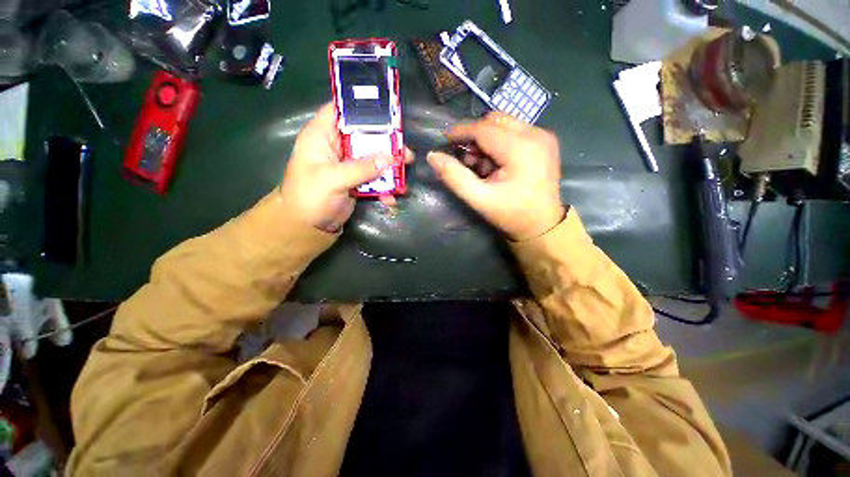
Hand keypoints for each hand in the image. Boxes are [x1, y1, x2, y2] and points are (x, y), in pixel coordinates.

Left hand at [280, 103, 413, 232]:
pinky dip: (384, 186)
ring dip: (389, 165)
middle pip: (364, 135)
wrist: (308, 227)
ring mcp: (348, 165)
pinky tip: (391, 197)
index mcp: (322, 136)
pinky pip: (374, 178)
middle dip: (385, 141)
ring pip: (372, 157)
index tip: (387, 109)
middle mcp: (336, 146)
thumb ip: (361, 168)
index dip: (361, 106)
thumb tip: (390, 159)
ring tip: (405, 169)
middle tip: (404, 148)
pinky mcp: (356, 181)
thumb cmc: (310, 197)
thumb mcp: (332, 179)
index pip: (340, 110)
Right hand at [427, 112, 563, 240]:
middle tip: (466, 158)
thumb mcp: (479, 198)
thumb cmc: (510, 214)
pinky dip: (499, 142)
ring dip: (487, 139)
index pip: (484, 128)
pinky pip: (515, 131)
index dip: (461, 131)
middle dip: (475, 135)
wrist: (542, 225)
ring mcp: (544, 136)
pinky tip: (495, 163)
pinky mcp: (545, 141)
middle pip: (495, 120)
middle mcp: (536, 134)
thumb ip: (454, 177)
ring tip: (481, 165)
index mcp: (521, 149)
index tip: (445, 139)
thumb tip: (433, 156)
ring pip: (504, 123)